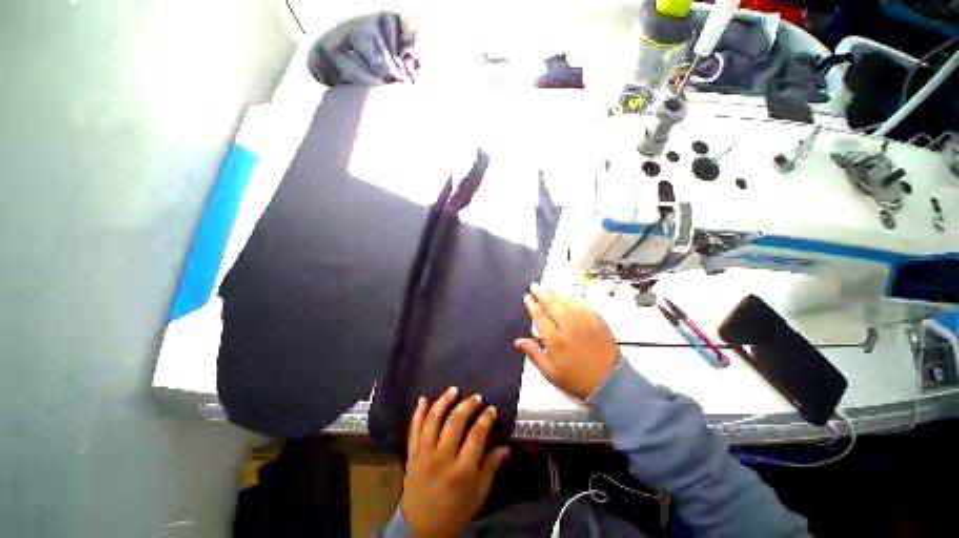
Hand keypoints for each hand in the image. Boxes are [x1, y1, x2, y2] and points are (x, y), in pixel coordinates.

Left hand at [402, 386, 509, 536]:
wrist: (420, 530)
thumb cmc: (455, 512)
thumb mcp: (478, 495)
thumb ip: (491, 468)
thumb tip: (505, 447)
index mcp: (461, 471)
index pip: (476, 436)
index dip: (486, 419)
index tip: (491, 409)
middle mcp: (441, 458)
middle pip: (454, 422)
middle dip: (467, 405)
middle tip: (476, 397)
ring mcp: (424, 455)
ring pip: (433, 420)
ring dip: (443, 401)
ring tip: (453, 390)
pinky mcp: (411, 455)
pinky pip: (413, 429)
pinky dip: (418, 413)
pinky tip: (423, 399)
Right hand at [515, 282, 620, 399]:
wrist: (610, 382)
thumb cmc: (577, 379)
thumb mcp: (551, 373)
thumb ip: (534, 354)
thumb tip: (519, 341)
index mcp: (555, 339)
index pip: (540, 316)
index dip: (532, 305)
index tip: (527, 297)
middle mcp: (569, 327)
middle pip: (552, 304)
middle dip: (541, 293)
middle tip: (534, 285)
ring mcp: (584, 322)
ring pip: (567, 301)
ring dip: (556, 294)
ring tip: (549, 289)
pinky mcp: (597, 321)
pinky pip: (583, 305)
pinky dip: (574, 299)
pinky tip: (569, 298)